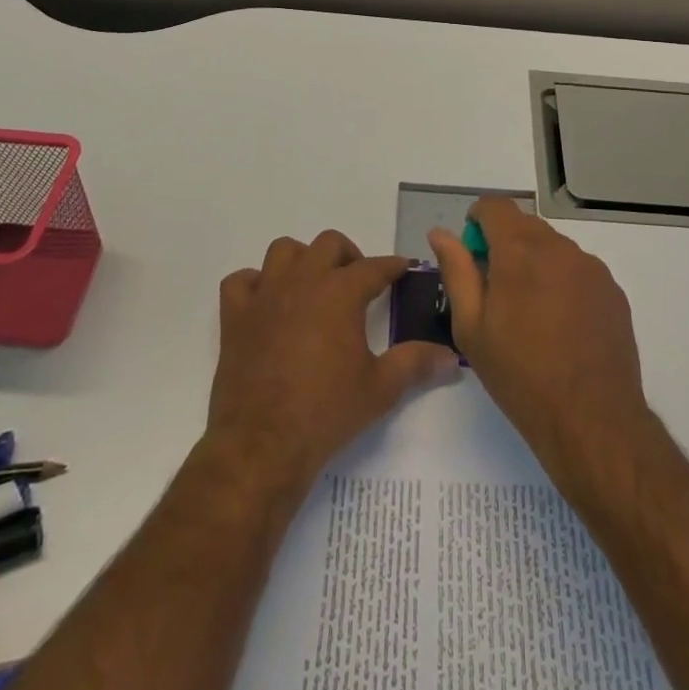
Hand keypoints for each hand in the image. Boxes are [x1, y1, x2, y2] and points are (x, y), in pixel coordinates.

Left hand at [209, 230, 459, 493]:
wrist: (262, 445)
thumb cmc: (327, 412)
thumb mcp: (380, 389)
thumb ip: (416, 364)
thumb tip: (452, 358)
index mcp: (341, 292)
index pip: (375, 267)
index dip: (393, 266)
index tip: (403, 269)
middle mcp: (303, 281)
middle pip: (329, 244)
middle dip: (348, 256)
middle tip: (357, 283)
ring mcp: (265, 296)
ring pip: (283, 251)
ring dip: (301, 260)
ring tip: (313, 285)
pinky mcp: (235, 317)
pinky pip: (240, 281)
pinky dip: (254, 285)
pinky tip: (267, 304)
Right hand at [430, 199, 648, 485]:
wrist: (591, 418)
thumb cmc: (520, 374)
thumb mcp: (471, 327)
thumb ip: (456, 271)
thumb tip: (440, 234)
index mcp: (520, 250)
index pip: (495, 206)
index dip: (478, 220)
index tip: (472, 251)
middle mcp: (559, 247)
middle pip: (525, 225)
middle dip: (505, 244)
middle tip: (495, 290)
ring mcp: (591, 267)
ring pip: (554, 248)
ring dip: (535, 263)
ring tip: (530, 314)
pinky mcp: (612, 290)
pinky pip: (579, 270)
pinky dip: (563, 282)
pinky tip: (560, 325)